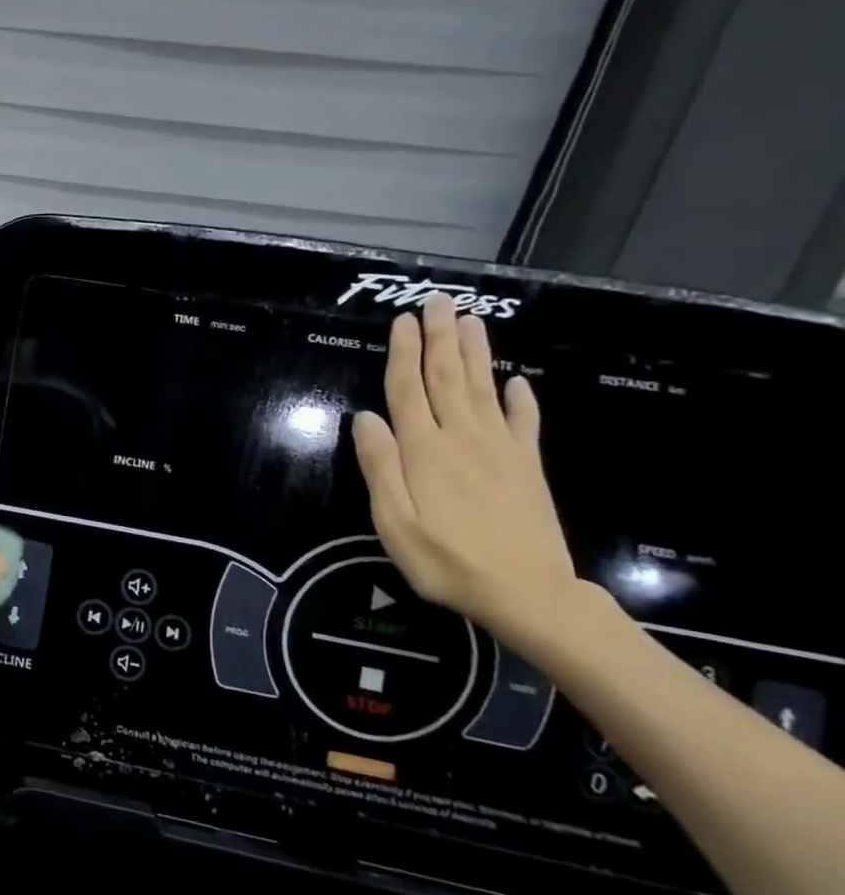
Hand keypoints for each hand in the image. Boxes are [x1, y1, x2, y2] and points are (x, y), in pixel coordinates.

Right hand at [351, 293, 591, 655]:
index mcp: (425, 450)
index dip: (404, 352)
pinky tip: (517, 381)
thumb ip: (379, 466)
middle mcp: (463, 438)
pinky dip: (520, 398)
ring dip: (476, 353)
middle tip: (439, 301)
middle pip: (448, 378)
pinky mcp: (527, 467)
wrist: (529, 594)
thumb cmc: (446, 560)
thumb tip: (365, 417)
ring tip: (471, 320)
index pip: (408, 389)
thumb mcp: (394, 521)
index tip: (403, 319)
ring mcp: (501, 450)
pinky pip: (523, 423)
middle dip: (441, 337)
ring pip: (484, 389)